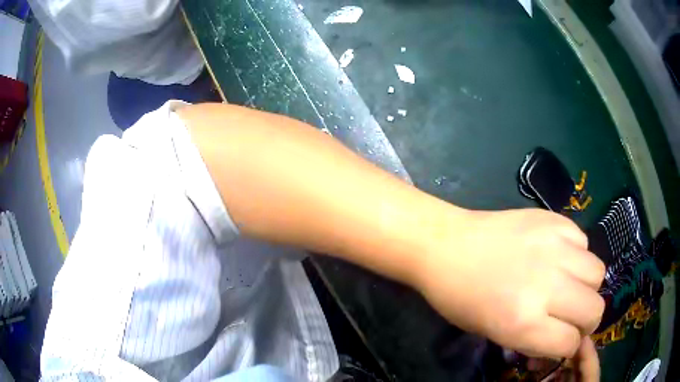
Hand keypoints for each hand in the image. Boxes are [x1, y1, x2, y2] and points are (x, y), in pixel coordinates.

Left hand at [415, 208, 605, 358]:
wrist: (446, 246)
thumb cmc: (461, 298)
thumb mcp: (495, 333)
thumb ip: (536, 338)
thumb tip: (564, 341)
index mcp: (523, 323)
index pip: (570, 342)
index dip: (569, 346)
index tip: (564, 340)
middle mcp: (546, 285)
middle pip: (595, 309)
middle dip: (587, 320)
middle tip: (574, 316)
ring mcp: (553, 247)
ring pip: (598, 272)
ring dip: (587, 285)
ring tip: (569, 283)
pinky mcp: (553, 220)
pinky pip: (583, 241)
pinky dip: (577, 254)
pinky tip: (558, 256)